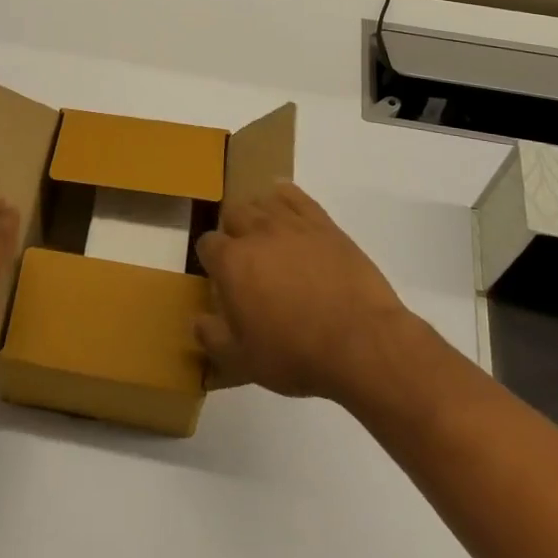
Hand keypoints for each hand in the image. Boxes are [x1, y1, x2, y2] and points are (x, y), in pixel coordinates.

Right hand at [194, 181, 408, 403]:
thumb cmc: (296, 354)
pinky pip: (297, 196)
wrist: (361, 342)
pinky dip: (286, 196)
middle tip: (244, 258)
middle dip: (233, 231)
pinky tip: (285, 203)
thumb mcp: (243, 361)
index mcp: (232, 262)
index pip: (207, 243)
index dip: (211, 259)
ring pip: (263, 201)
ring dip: (258, 214)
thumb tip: (197, 320)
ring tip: (266, 236)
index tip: (219, 277)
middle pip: (233, 213)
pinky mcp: (324, 224)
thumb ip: (212, 338)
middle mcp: (256, 233)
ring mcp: (292, 224)